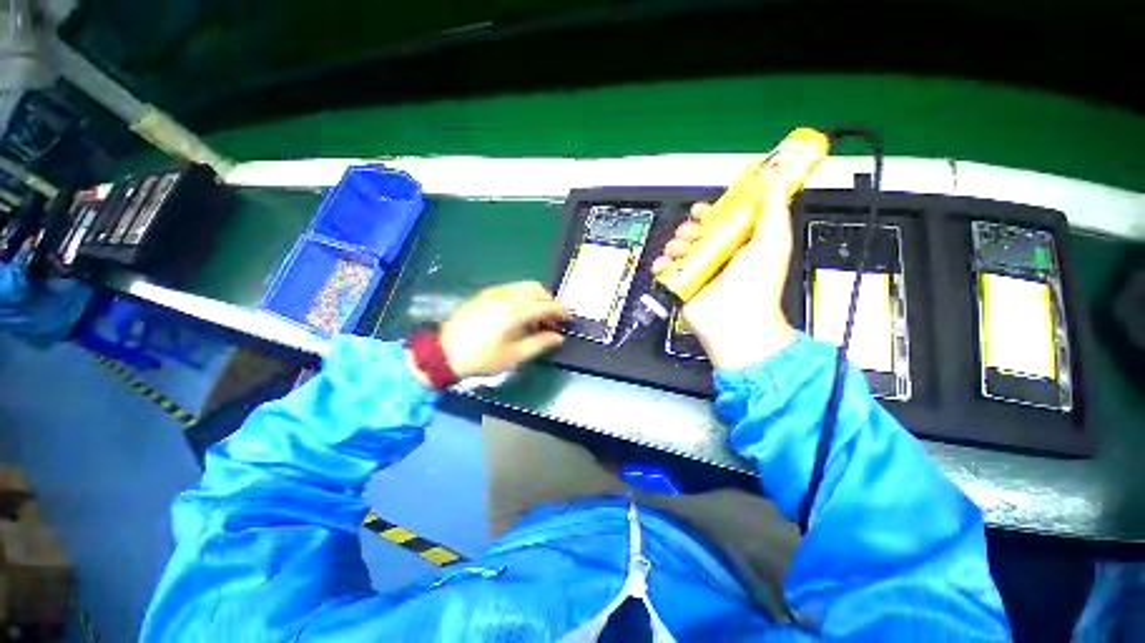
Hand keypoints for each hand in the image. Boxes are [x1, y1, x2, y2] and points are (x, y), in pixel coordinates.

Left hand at [409, 281, 567, 383]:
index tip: (568, 320)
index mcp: (516, 311)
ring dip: (536, 297)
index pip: (547, 305)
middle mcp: (507, 295)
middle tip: (552, 319)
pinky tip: (519, 312)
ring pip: (524, 286)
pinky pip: (511, 288)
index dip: (561, 311)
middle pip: (537, 289)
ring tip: (537, 316)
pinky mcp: (485, 294)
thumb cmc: (482, 357)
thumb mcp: (514, 355)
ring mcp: (494, 292)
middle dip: (549, 301)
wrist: (445, 353)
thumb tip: (559, 337)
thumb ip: (540, 343)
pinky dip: (523, 295)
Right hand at [651, 191, 795, 369]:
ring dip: (675, 245)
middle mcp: (717, 258)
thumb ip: (774, 213)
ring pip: (678, 248)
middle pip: (695, 233)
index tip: (704, 210)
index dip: (711, 212)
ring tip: (681, 252)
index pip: (721, 221)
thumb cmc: (757, 286)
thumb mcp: (773, 243)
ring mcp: (698, 272)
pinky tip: (666, 265)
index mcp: (739, 246)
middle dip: (689, 228)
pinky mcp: (682, 286)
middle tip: (693, 233)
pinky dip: (661, 265)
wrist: (735, 321)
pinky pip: (665, 270)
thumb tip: (776, 187)